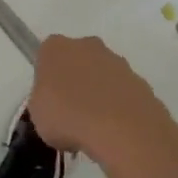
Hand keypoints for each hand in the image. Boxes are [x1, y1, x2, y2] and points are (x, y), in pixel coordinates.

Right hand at [27, 34, 171, 164]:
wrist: (121, 130)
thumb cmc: (67, 116)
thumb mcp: (37, 113)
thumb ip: (44, 100)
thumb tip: (56, 103)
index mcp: (56, 48)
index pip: (46, 55)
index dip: (47, 78)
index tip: (48, 100)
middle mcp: (87, 46)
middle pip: (77, 60)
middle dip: (75, 81)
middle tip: (70, 112)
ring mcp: (118, 62)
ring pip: (102, 76)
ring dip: (98, 94)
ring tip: (94, 128)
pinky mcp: (141, 82)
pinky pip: (122, 94)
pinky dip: (118, 107)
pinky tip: (114, 131)